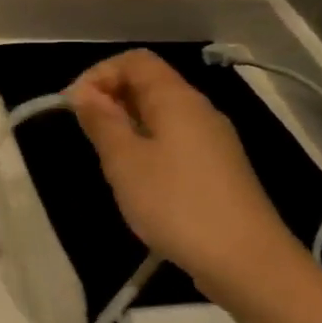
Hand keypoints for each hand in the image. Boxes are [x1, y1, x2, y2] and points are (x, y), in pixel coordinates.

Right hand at [67, 50, 305, 300]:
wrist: (246, 262)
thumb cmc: (176, 204)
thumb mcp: (124, 161)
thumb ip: (102, 121)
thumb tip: (84, 92)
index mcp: (177, 100)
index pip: (135, 60)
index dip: (99, 74)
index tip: (74, 107)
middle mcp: (199, 111)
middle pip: (149, 84)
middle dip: (110, 99)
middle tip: (86, 135)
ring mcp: (213, 141)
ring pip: (160, 115)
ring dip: (126, 126)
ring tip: (108, 160)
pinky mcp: (217, 170)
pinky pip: (174, 141)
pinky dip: (147, 147)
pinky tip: (138, 182)